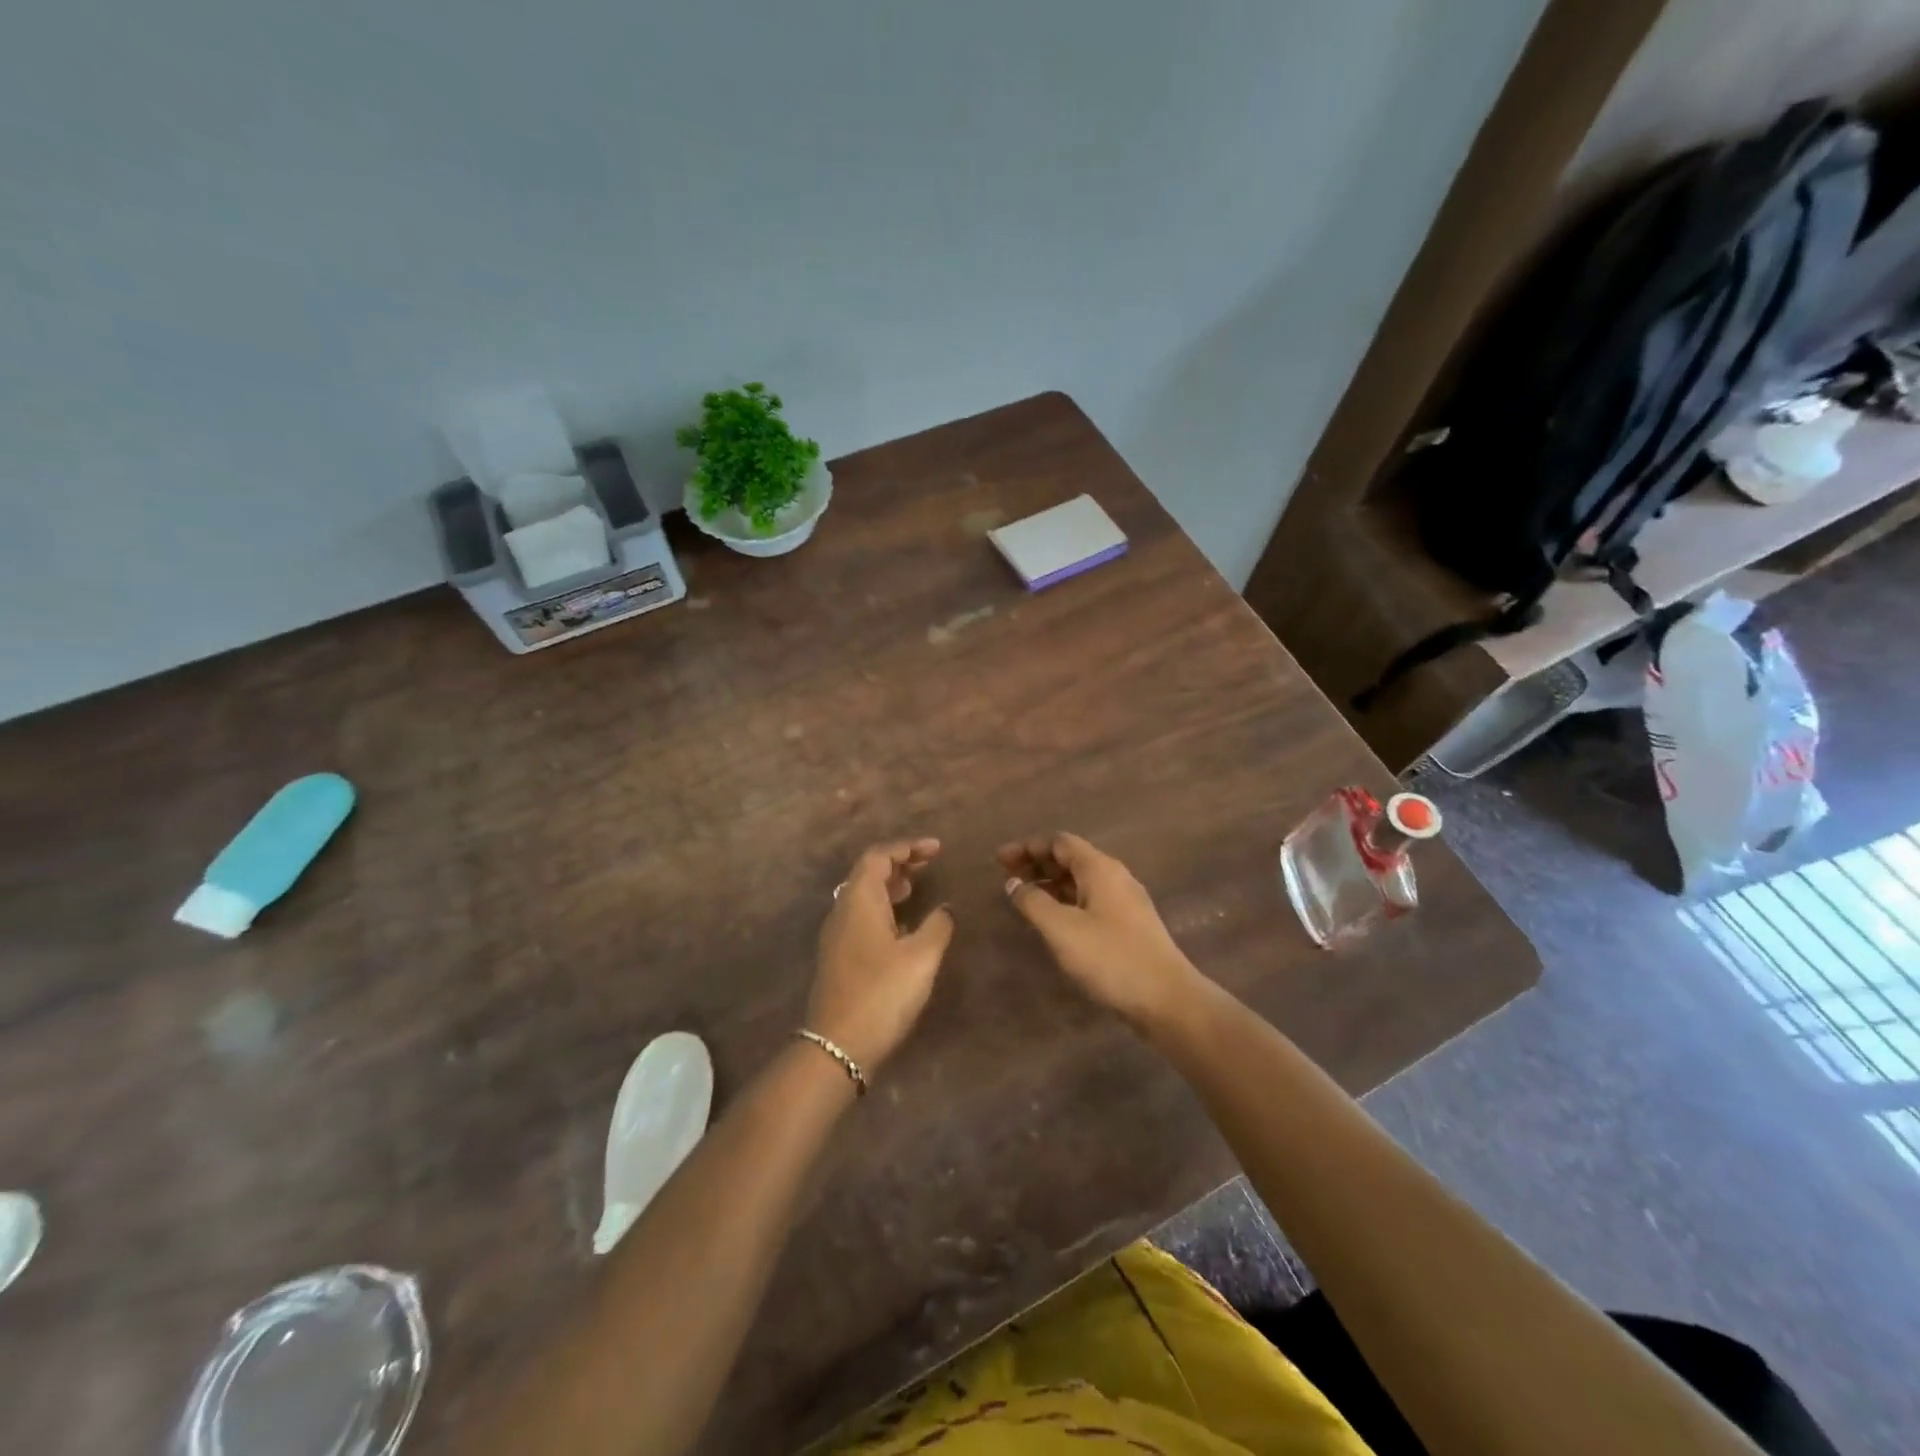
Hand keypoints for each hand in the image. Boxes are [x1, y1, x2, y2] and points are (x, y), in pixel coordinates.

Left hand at [809, 838, 955, 1075]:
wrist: (838, 1046)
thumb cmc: (882, 993)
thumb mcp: (921, 957)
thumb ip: (938, 926)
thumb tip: (946, 908)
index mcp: (859, 900)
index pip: (878, 856)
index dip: (907, 847)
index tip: (936, 849)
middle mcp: (843, 910)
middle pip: (868, 872)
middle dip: (899, 862)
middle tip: (929, 863)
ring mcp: (837, 935)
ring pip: (863, 895)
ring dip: (890, 885)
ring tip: (917, 887)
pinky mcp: (839, 956)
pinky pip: (862, 916)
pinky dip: (884, 908)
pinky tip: (903, 925)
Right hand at [999, 833, 1203, 1029]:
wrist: (1166, 999)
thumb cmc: (1110, 958)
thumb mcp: (1062, 929)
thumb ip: (1033, 902)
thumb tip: (1014, 883)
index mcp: (1100, 868)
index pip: (1059, 842)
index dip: (1028, 847)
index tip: (1000, 860)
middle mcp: (1115, 877)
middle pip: (1071, 858)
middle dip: (1037, 864)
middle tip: (1006, 876)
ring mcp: (1125, 902)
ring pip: (1081, 881)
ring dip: (1051, 884)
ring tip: (1024, 898)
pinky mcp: (1129, 925)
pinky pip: (1090, 900)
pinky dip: (1066, 901)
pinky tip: (1053, 920)